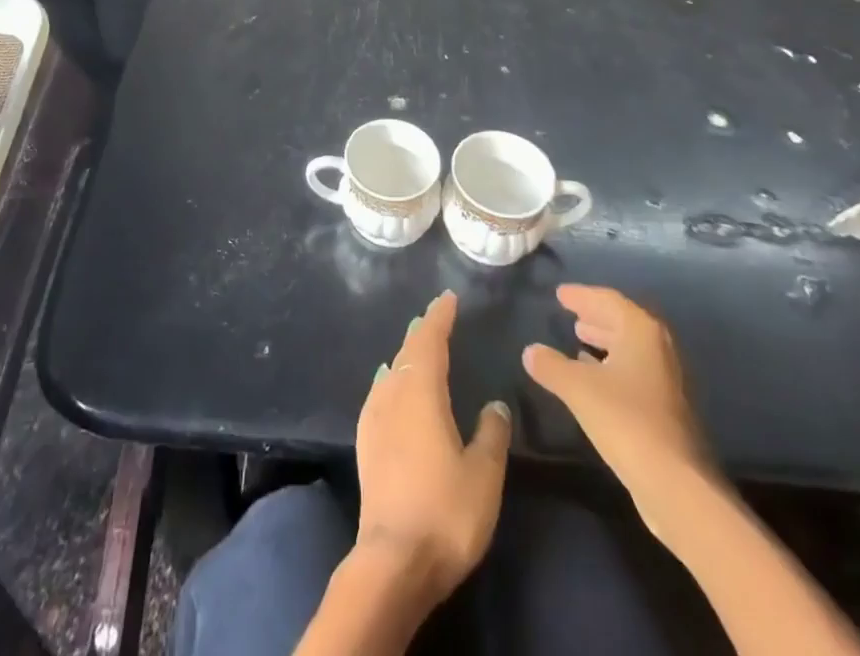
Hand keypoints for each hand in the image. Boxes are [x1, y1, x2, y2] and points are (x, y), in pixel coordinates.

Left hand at [354, 290, 511, 604]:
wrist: (393, 560)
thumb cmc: (446, 511)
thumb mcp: (484, 474)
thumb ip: (491, 434)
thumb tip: (494, 403)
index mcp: (421, 391)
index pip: (429, 340)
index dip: (439, 317)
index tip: (448, 298)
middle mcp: (392, 393)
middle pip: (407, 350)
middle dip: (422, 331)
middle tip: (436, 316)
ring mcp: (374, 416)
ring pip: (392, 370)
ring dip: (406, 354)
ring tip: (417, 345)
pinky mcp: (366, 442)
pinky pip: (380, 392)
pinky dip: (391, 378)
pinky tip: (390, 384)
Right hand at [522, 284, 713, 529]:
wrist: (676, 486)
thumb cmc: (625, 420)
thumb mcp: (578, 387)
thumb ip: (551, 365)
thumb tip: (530, 351)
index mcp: (641, 332)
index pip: (609, 300)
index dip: (582, 295)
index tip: (560, 294)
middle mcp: (659, 350)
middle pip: (623, 322)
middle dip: (596, 316)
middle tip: (570, 313)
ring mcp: (666, 381)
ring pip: (630, 349)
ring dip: (604, 341)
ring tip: (578, 338)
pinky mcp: (666, 410)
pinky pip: (633, 372)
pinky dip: (612, 366)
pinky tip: (593, 377)